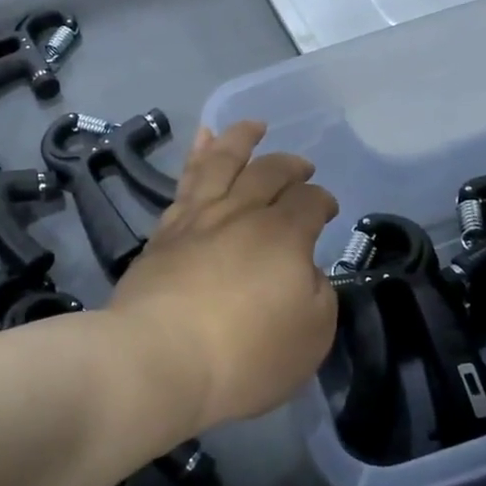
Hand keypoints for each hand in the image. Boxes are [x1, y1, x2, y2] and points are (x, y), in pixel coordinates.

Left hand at [111, 121, 339, 430]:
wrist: (159, 360)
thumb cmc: (245, 354)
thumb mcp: (311, 334)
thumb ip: (317, 293)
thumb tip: (303, 270)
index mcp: (283, 234)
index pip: (310, 201)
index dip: (323, 200)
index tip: (326, 210)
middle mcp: (241, 214)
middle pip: (269, 172)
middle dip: (290, 166)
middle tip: (301, 166)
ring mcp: (198, 219)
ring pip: (222, 162)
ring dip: (240, 139)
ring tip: (253, 125)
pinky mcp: (164, 233)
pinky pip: (184, 181)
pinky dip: (196, 156)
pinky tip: (201, 144)